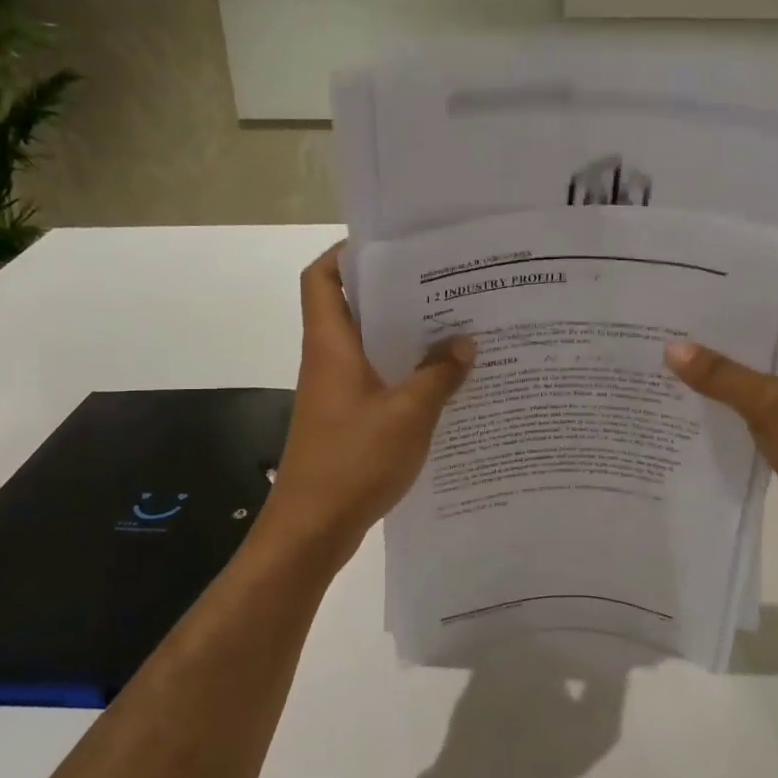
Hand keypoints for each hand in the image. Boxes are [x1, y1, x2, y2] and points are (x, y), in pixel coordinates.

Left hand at [259, 246, 474, 562]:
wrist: (312, 529)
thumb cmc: (353, 461)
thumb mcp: (409, 414)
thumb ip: (438, 374)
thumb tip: (465, 341)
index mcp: (331, 345)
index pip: (322, 278)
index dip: (346, 254)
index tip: (393, 248)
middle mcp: (329, 360)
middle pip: (352, 308)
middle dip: (394, 294)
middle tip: (445, 286)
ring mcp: (336, 392)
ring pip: (369, 347)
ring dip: (404, 337)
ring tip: (454, 329)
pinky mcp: (347, 420)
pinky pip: (377, 381)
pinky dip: (405, 374)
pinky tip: (444, 383)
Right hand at [663, 294, 777, 561]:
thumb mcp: (769, 403)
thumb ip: (720, 375)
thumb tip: (670, 348)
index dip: (754, 278)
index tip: (708, 270)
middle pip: (770, 325)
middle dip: (728, 320)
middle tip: (678, 304)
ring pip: (760, 360)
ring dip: (726, 357)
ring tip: (674, 339)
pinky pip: (755, 391)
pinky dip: (729, 388)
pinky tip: (690, 384)